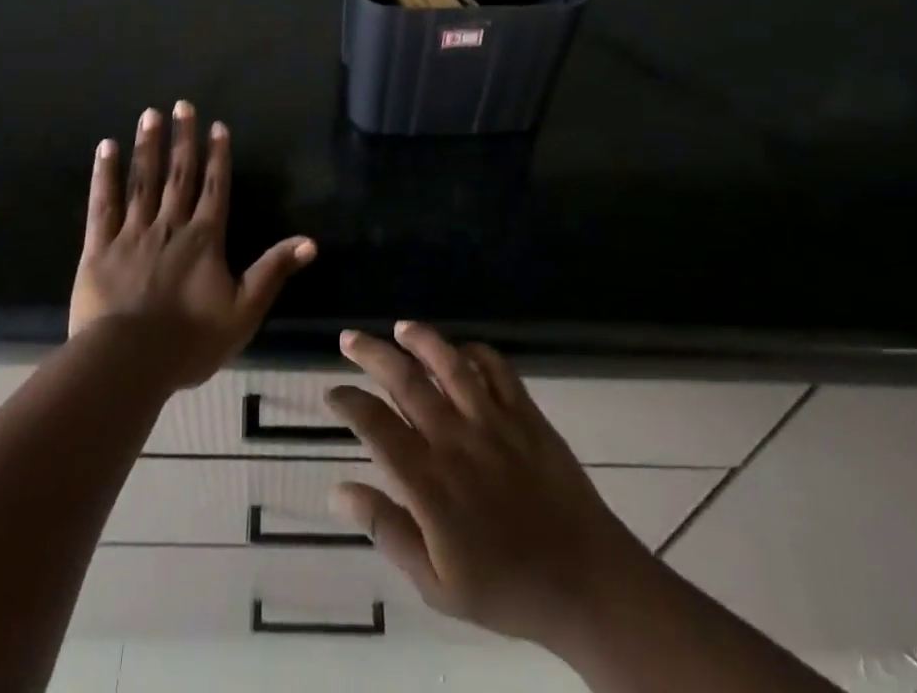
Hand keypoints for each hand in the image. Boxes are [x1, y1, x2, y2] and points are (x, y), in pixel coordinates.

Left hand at [69, 102, 315, 389]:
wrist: (128, 362)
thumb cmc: (189, 340)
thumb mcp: (243, 311)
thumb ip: (273, 271)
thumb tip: (310, 242)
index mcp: (204, 238)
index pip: (215, 188)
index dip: (218, 156)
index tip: (217, 126)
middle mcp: (170, 225)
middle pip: (179, 174)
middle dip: (182, 139)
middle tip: (181, 106)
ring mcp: (133, 233)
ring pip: (143, 181)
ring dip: (147, 146)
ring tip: (150, 115)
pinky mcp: (99, 246)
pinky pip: (103, 204)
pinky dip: (104, 174)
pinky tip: (106, 148)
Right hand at [325, 322, 647, 649]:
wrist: (584, 581)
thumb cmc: (505, 588)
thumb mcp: (435, 584)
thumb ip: (386, 530)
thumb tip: (338, 491)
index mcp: (430, 481)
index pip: (376, 427)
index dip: (349, 403)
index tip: (332, 392)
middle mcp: (455, 439)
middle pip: (405, 381)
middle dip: (372, 354)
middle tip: (349, 339)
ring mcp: (493, 421)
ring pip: (450, 363)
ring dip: (421, 340)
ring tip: (401, 327)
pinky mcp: (525, 413)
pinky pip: (497, 368)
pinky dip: (476, 352)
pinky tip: (462, 351)